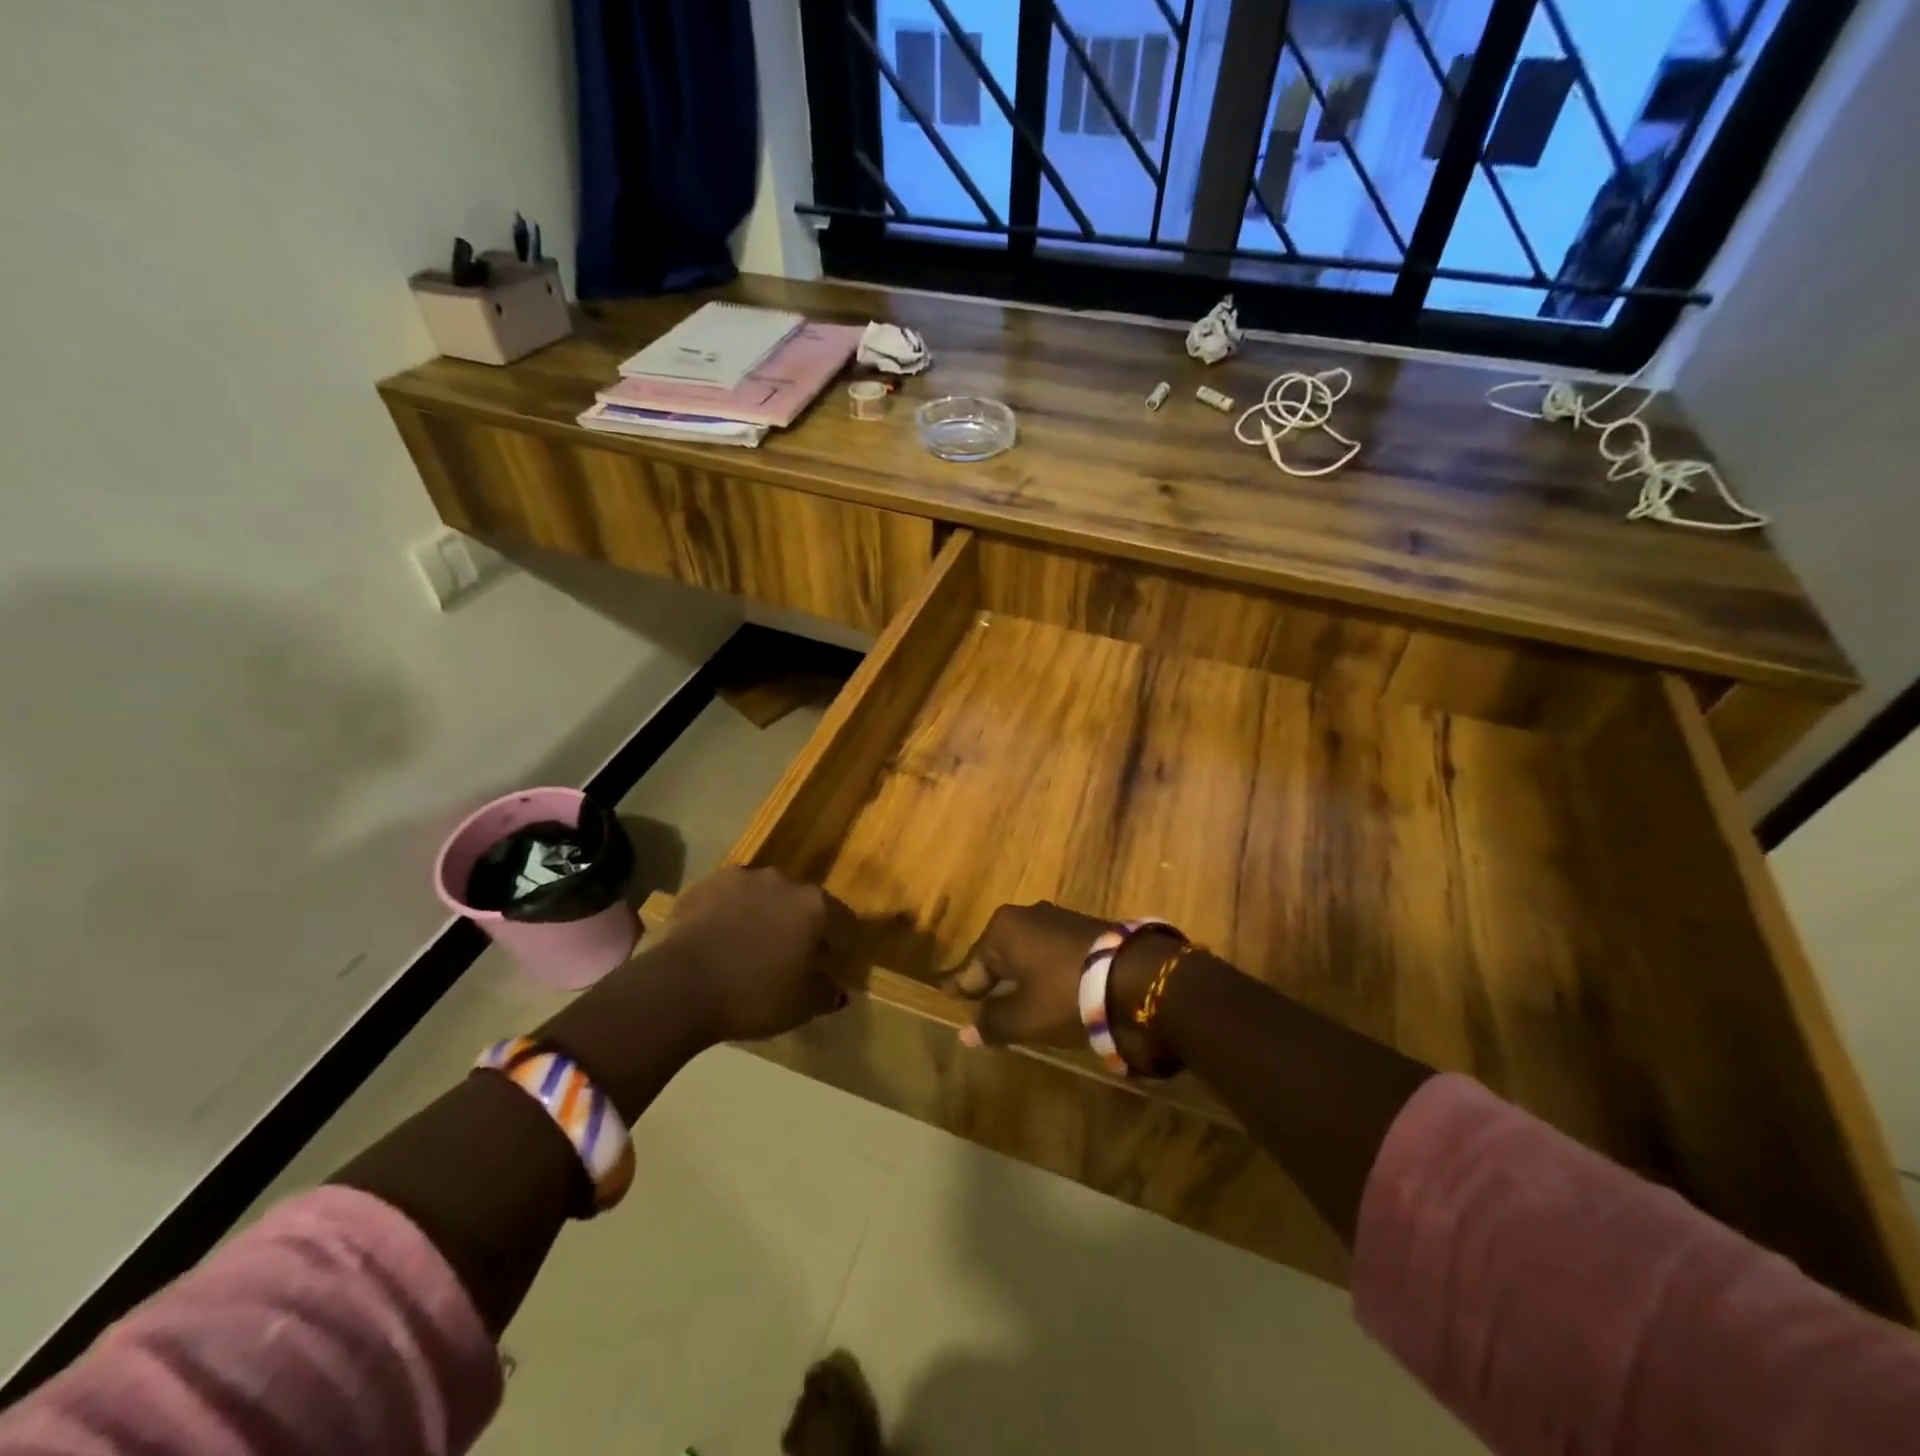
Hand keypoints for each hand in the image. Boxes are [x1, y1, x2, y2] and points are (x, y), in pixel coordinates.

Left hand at [655, 867, 851, 1042]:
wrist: (676, 986)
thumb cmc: (750, 996)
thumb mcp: (799, 1007)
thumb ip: (825, 993)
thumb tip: (836, 987)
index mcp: (814, 906)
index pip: (843, 920)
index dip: (841, 943)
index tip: (833, 963)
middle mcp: (783, 881)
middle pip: (802, 903)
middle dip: (800, 926)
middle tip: (790, 956)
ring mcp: (741, 877)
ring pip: (764, 896)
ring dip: (764, 915)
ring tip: (751, 946)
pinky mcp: (704, 883)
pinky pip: (729, 898)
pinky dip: (731, 913)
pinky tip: (720, 939)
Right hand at [945, 902, 1183, 1066]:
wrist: (1136, 976)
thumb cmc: (1066, 994)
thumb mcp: (1025, 1018)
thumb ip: (993, 1023)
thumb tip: (965, 1033)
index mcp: (1003, 930)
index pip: (971, 965)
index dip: (960, 986)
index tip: (945, 995)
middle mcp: (1026, 915)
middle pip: (997, 955)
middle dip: (988, 978)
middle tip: (976, 1000)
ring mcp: (1056, 918)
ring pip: (1024, 952)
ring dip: (1017, 975)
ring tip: (1010, 998)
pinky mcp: (1083, 927)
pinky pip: (1048, 951)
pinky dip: (1041, 970)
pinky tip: (1044, 988)